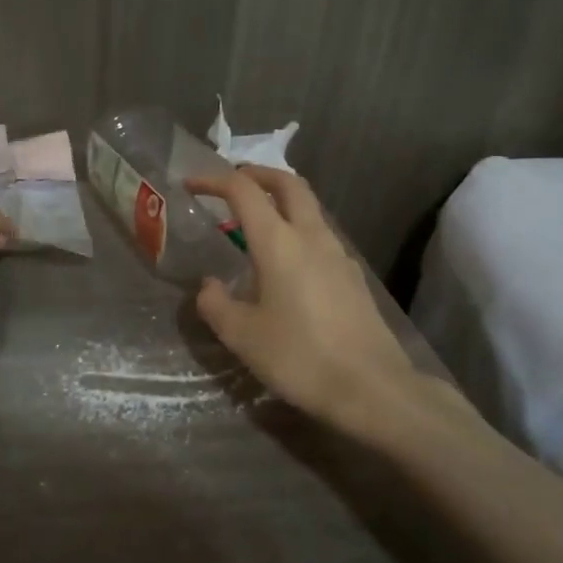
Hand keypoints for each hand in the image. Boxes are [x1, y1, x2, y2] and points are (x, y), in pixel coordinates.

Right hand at [185, 167, 419, 435]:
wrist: (371, 388)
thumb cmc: (299, 357)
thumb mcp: (242, 335)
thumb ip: (216, 304)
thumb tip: (210, 286)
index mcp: (279, 242)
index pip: (244, 191)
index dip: (215, 181)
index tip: (192, 185)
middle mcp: (311, 237)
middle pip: (289, 184)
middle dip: (258, 174)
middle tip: (233, 181)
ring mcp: (338, 255)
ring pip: (309, 208)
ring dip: (281, 201)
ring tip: (254, 225)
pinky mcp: (352, 276)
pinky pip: (320, 236)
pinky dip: (297, 230)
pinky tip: (285, 264)